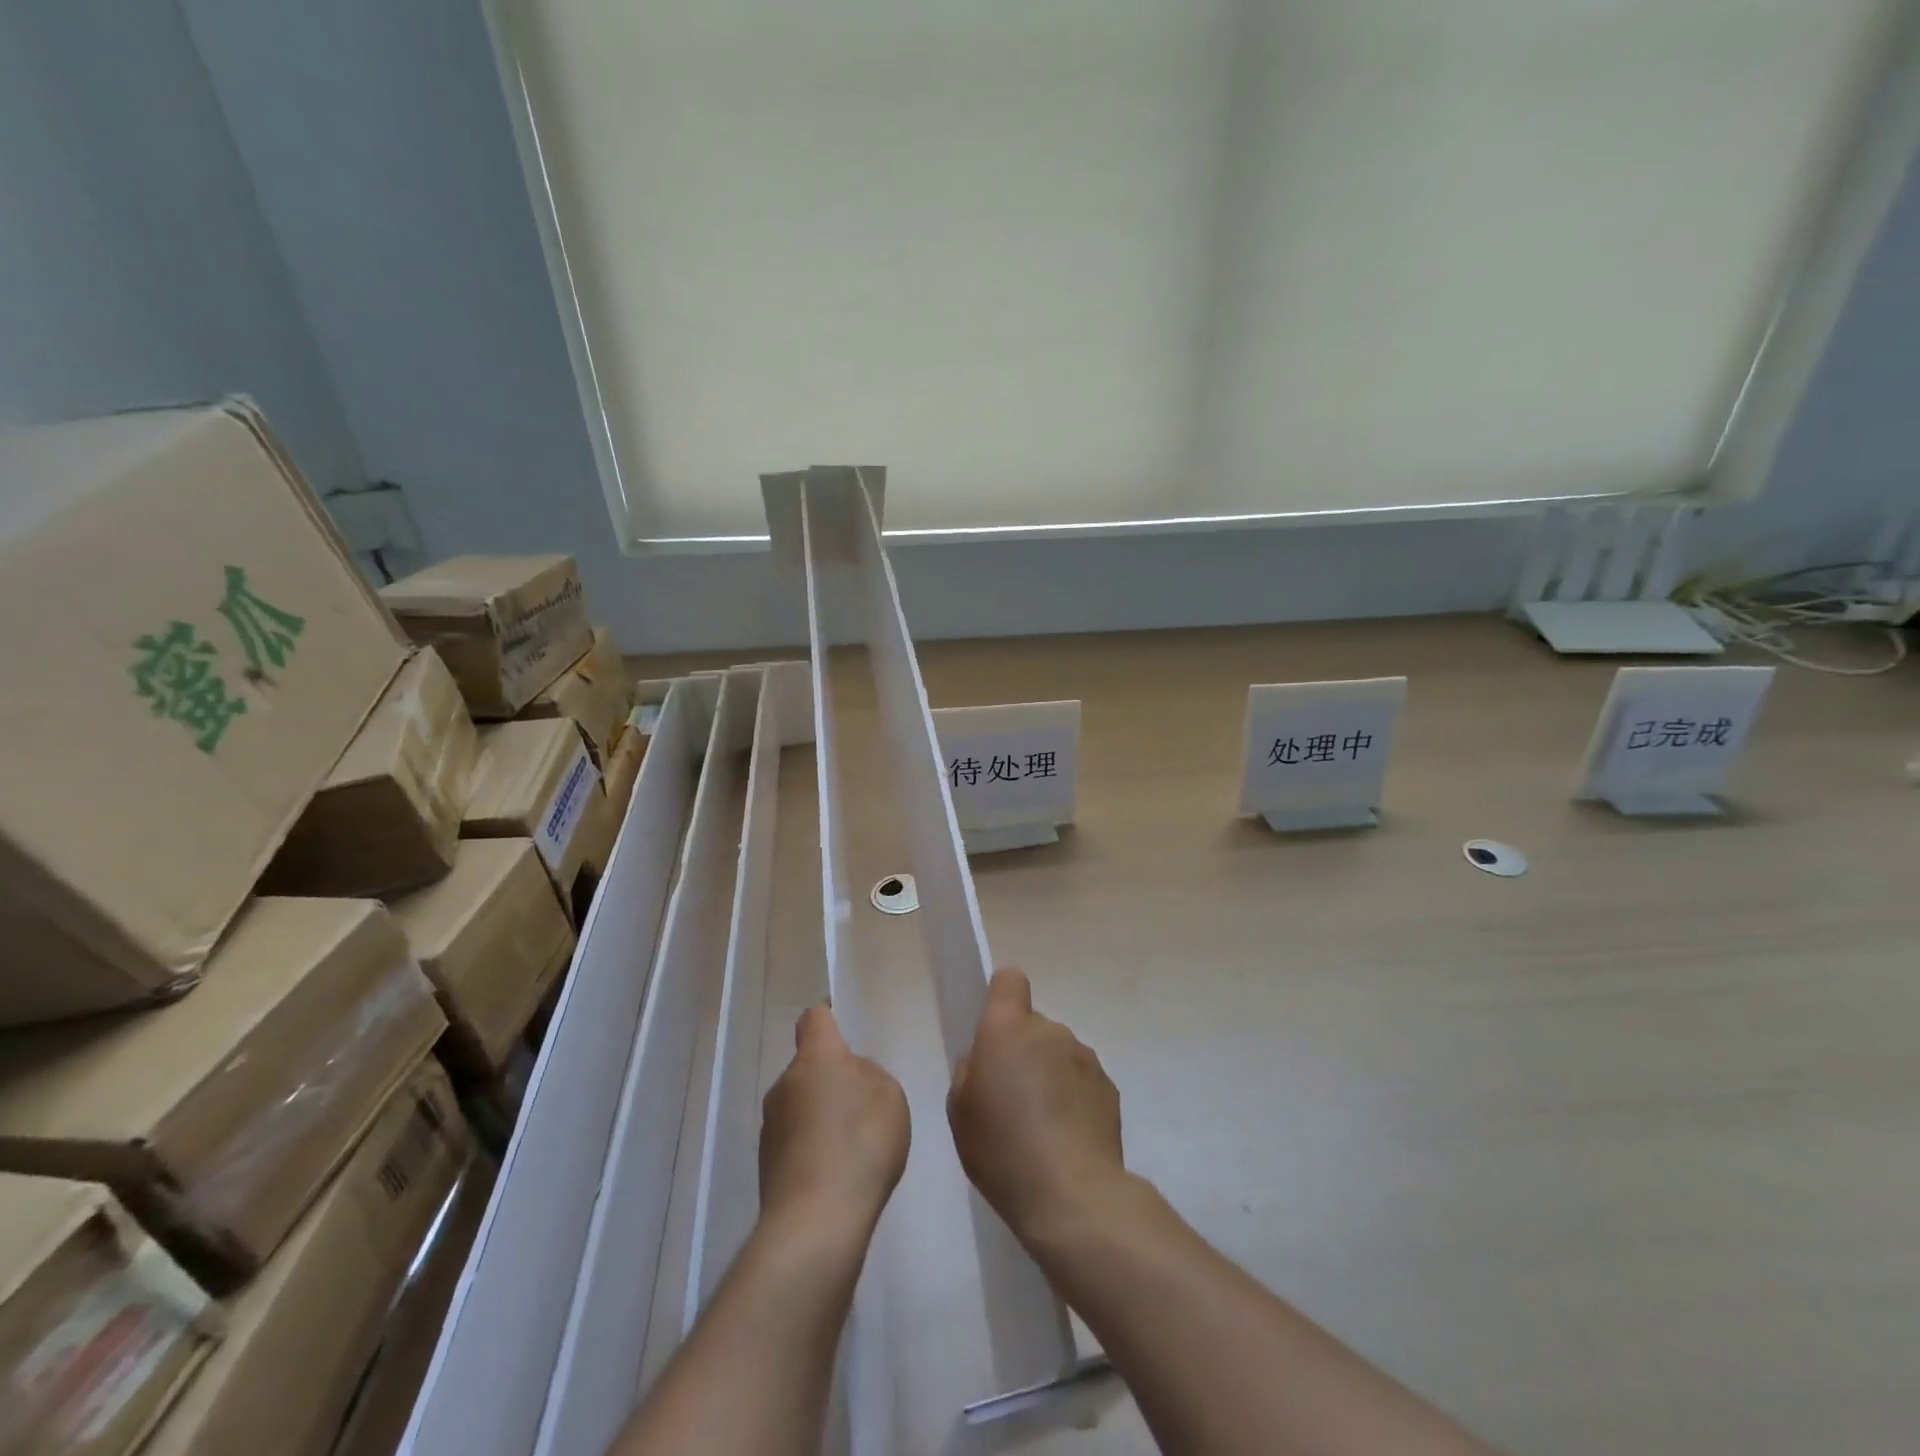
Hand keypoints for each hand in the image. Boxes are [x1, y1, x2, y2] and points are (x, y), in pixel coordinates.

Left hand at [760, 1005, 909, 1237]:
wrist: (816, 1221)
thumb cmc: (861, 1143)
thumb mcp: (889, 1096)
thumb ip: (868, 1076)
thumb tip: (849, 1078)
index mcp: (816, 1057)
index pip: (814, 1018)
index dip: (828, 1014)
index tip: (841, 1019)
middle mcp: (785, 1083)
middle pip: (808, 1066)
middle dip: (831, 1076)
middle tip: (862, 1101)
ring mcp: (771, 1125)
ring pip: (800, 1104)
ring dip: (821, 1114)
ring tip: (852, 1145)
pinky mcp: (767, 1164)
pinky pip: (795, 1140)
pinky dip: (813, 1147)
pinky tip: (837, 1173)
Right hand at [947, 968, 1126, 1244]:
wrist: (1072, 1195)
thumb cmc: (1003, 1149)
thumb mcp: (960, 1112)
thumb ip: (971, 1071)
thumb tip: (987, 1060)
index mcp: (1007, 1028)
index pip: (1010, 981)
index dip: (1001, 996)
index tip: (995, 1029)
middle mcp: (1049, 1030)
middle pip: (1033, 1025)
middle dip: (1023, 1051)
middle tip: (1012, 1099)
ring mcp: (1084, 1056)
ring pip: (1058, 1053)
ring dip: (1050, 1075)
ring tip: (1042, 1127)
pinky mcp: (1109, 1087)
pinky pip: (1081, 1080)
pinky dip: (1073, 1099)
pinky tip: (1066, 1139)